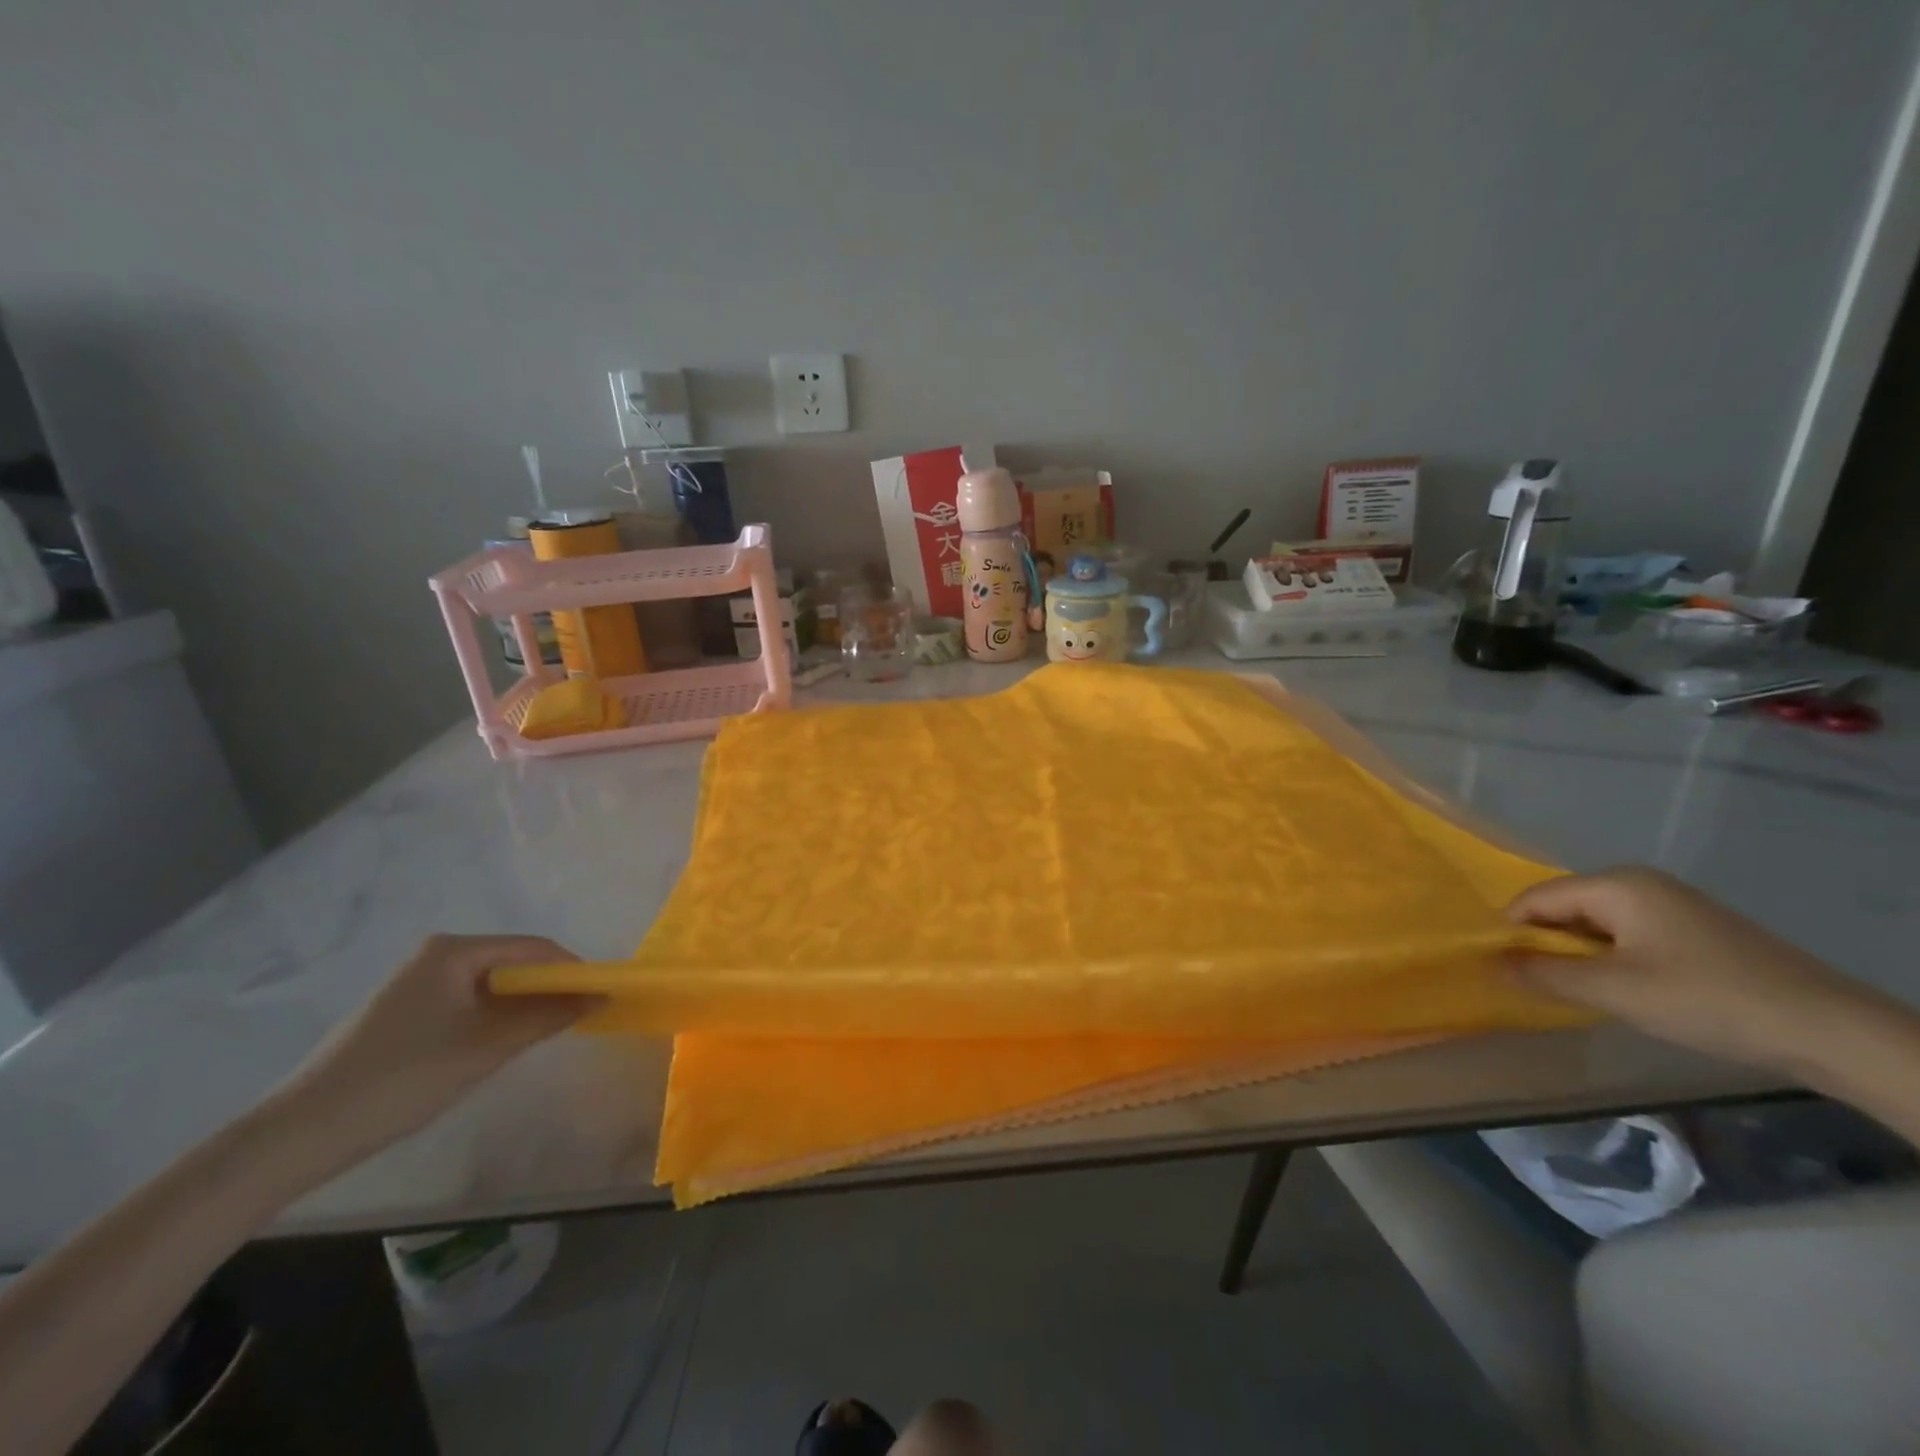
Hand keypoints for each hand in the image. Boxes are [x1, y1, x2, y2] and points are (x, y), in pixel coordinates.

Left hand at [270, 935, 597, 1161]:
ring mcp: (417, 983)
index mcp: (454, 950)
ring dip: (522, 1006)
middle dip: (549, 989)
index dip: (572, 969)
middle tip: (578, 1019)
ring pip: (492, 986)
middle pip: (513, 963)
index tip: (601, 996)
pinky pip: (468, 1002)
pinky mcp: (405, 1011)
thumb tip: (600, 996)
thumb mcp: (486, 1047)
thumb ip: (548, 1017)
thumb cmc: (403, 1078)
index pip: (533, 948)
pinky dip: (494, 1018)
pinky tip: (499, 1045)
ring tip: (545, 1035)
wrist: (300, 1135)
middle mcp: (436, 955)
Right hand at [1505, 867, 1868, 1075]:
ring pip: (1595, 925)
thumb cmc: (1708, 1000)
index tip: (1496, 968)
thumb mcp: (1614, 991)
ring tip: (1574, 992)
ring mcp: (1671, 905)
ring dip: (1577, 956)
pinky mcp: (1693, 931)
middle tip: (1533, 985)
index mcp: (1616, 885)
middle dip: (1543, 945)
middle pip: (1564, 908)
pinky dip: (1609, 960)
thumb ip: (1543, 975)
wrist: (1830, 1031)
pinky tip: (1620, 991)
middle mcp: (1639, 884)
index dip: (1509, 932)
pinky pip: (1626, 936)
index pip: (1535, 900)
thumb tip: (1486, 963)